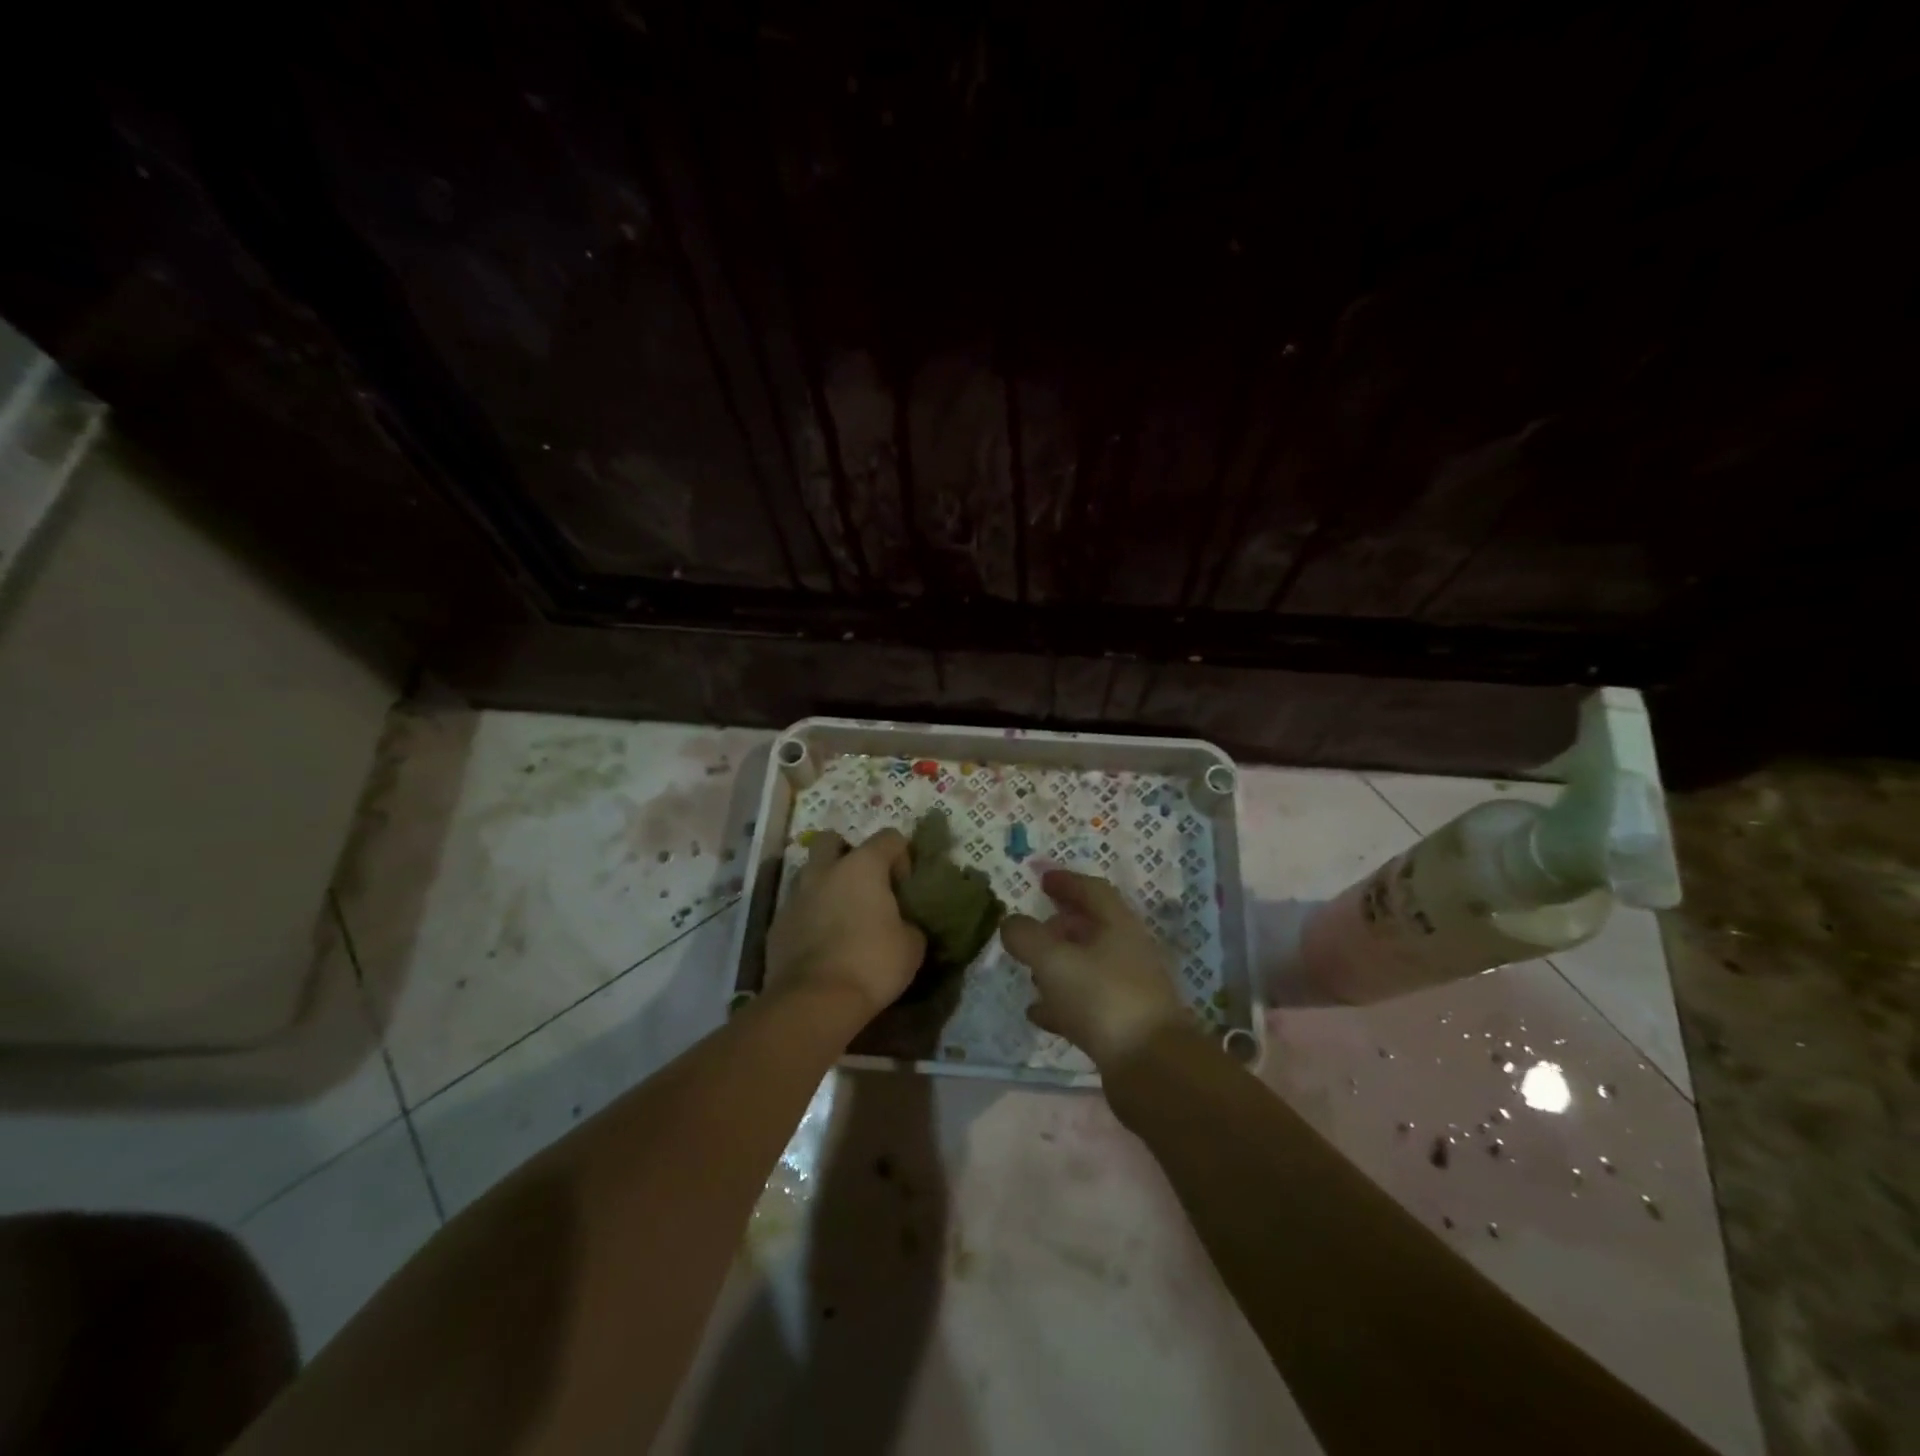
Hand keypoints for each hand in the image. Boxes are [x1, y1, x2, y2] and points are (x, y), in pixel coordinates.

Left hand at [766, 829, 924, 1019]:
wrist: (814, 1002)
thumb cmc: (872, 964)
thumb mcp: (912, 945)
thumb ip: (909, 923)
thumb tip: (903, 924)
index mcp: (863, 866)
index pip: (889, 837)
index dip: (902, 856)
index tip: (904, 887)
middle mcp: (825, 871)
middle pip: (832, 841)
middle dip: (847, 854)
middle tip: (863, 885)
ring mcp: (795, 896)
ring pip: (809, 873)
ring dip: (825, 885)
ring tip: (840, 915)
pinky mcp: (777, 924)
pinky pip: (796, 908)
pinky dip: (809, 916)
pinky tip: (820, 943)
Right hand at [1000, 870, 1187, 1069]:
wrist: (1151, 1067)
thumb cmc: (1102, 998)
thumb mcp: (1054, 960)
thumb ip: (1026, 937)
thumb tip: (1010, 922)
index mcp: (1118, 925)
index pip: (1092, 891)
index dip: (1066, 882)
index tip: (1042, 880)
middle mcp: (1129, 951)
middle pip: (1092, 928)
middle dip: (1060, 926)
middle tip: (1032, 931)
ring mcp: (1129, 990)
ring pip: (1089, 966)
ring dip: (1060, 965)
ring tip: (1030, 973)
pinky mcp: (1124, 1025)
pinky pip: (1087, 1003)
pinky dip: (1062, 1002)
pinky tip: (1038, 1013)